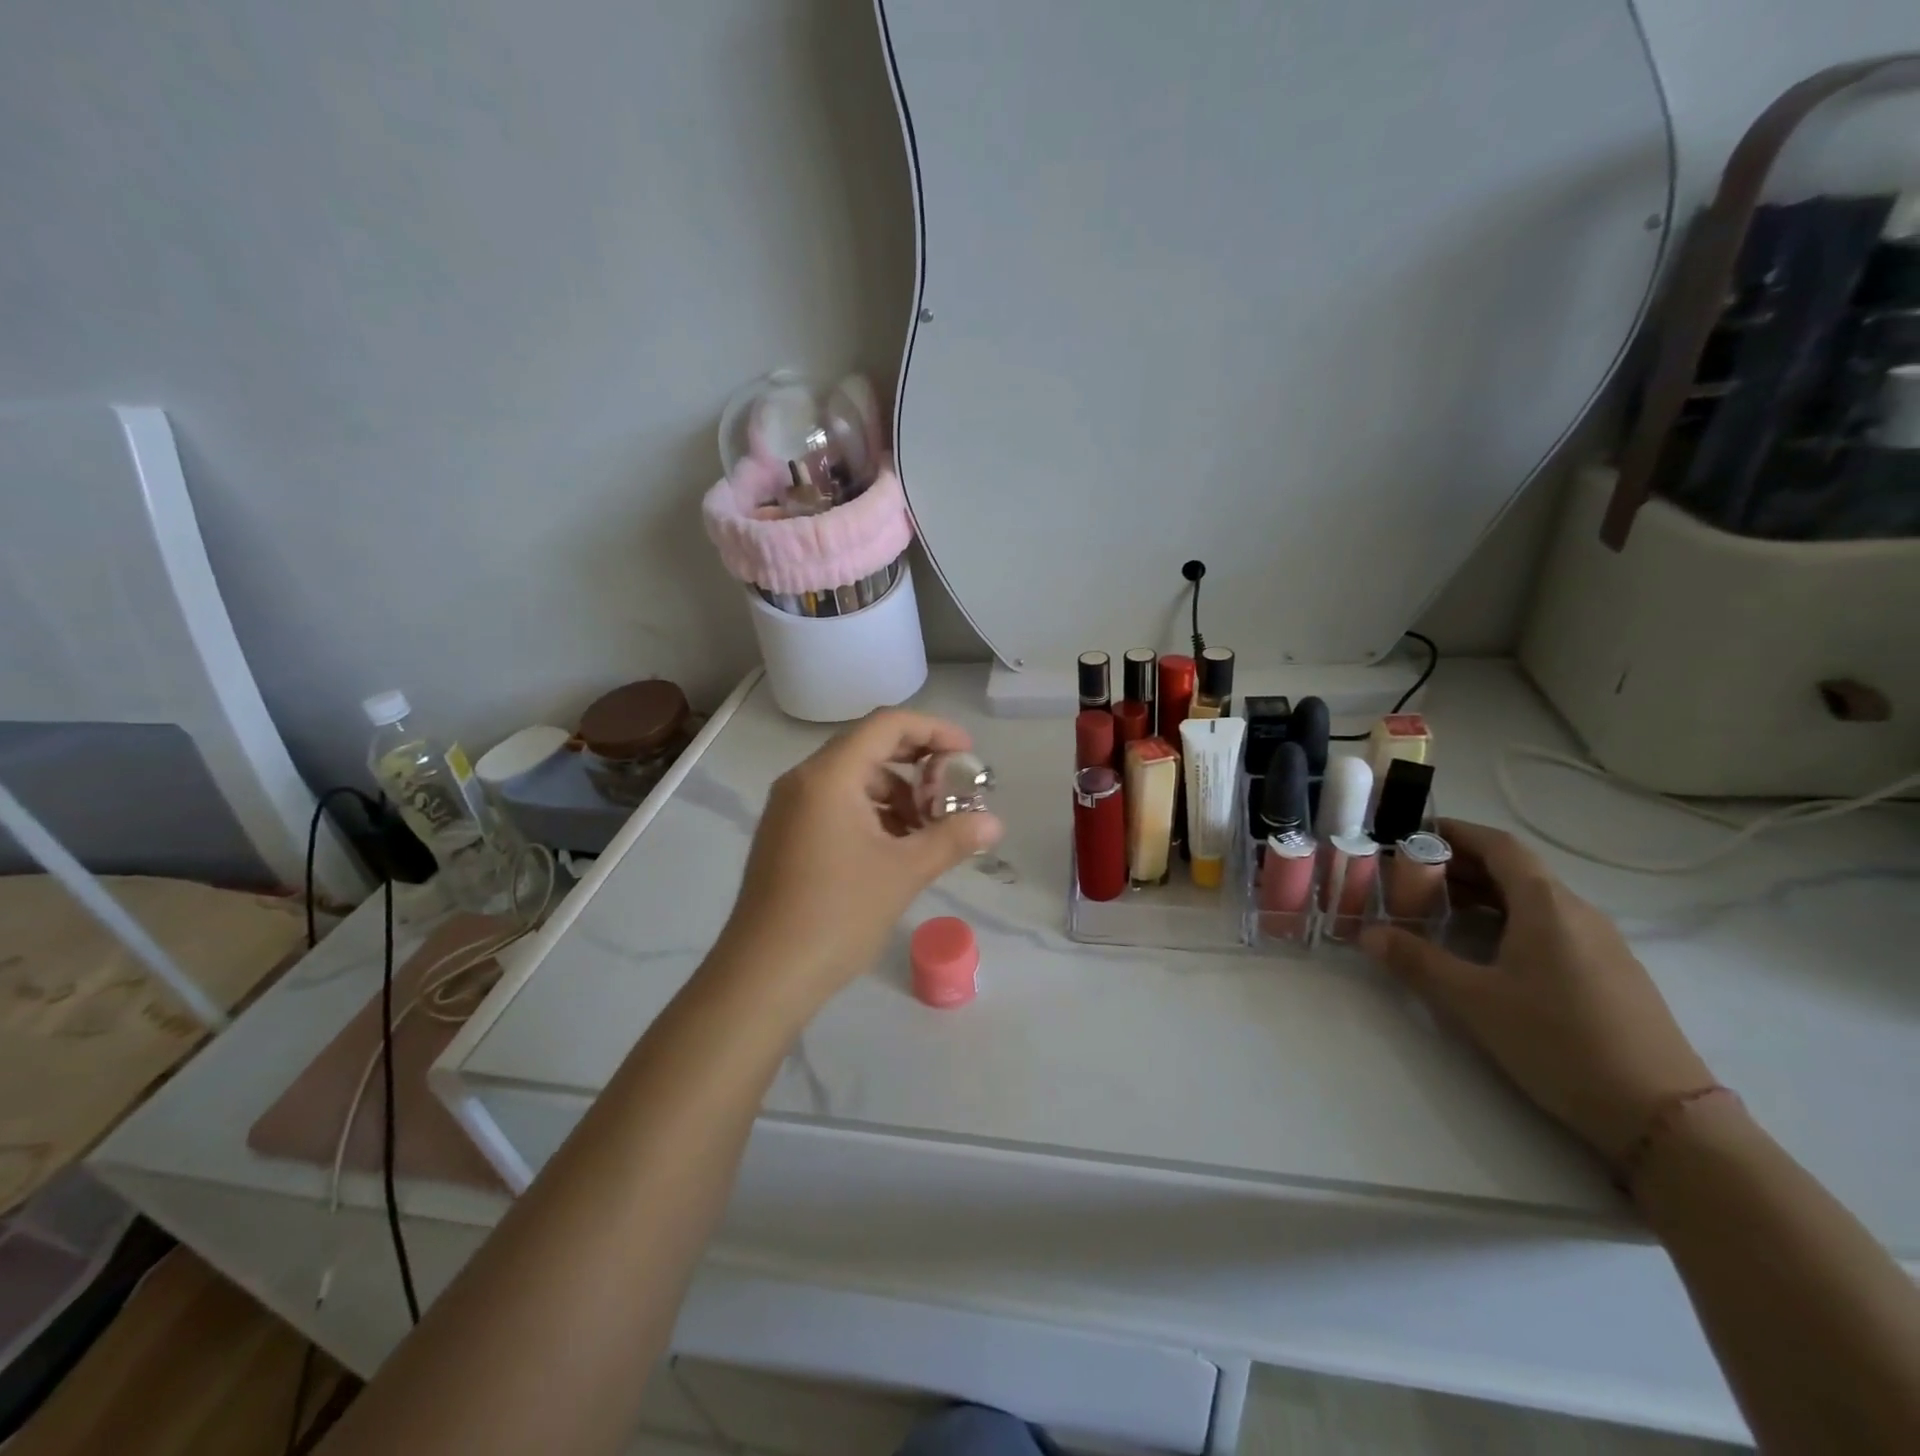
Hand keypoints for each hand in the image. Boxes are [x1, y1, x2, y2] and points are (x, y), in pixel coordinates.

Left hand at [713, 709, 1002, 1007]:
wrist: (764, 975)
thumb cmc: (837, 914)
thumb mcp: (904, 873)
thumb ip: (952, 839)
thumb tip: (994, 823)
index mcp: (829, 776)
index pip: (887, 725)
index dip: (933, 730)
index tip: (968, 754)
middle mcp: (803, 780)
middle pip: (869, 747)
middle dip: (917, 765)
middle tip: (952, 794)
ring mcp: (789, 808)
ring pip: (853, 779)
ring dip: (896, 794)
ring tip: (927, 831)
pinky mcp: (785, 835)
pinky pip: (836, 804)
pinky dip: (871, 813)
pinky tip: (895, 848)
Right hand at [1360, 819, 1713, 1160]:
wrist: (1663, 1117)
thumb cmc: (1560, 1042)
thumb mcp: (1474, 1001)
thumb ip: (1417, 961)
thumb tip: (1365, 934)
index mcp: (1548, 906)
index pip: (1500, 846)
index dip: (1456, 832)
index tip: (1413, 833)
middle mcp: (1578, 913)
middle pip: (1515, 870)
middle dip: (1460, 865)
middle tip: (1409, 875)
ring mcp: (1600, 944)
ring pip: (1532, 900)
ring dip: (1482, 895)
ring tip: (1435, 909)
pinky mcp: (1608, 973)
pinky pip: (1550, 926)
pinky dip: (1508, 920)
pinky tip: (1484, 949)